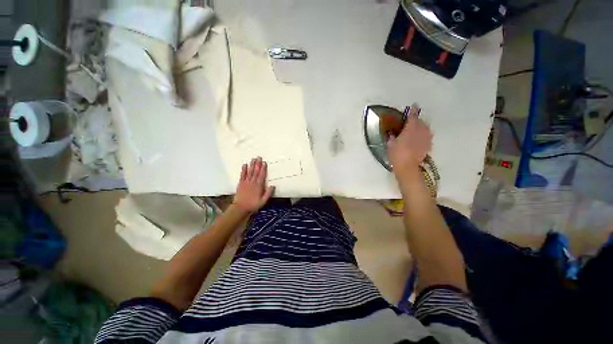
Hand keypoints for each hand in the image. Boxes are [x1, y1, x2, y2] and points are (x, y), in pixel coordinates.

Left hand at [233, 157, 274, 213]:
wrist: (240, 208)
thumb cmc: (253, 205)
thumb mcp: (263, 201)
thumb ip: (268, 193)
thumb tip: (273, 186)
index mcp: (259, 186)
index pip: (262, 175)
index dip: (263, 168)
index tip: (264, 162)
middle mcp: (252, 182)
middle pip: (256, 172)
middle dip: (257, 164)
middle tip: (259, 157)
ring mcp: (246, 182)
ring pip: (250, 172)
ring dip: (252, 165)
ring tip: (253, 159)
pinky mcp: (241, 183)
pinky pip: (242, 175)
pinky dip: (244, 170)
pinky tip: (245, 165)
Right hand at [387, 115, 432, 175]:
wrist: (408, 167)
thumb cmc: (397, 154)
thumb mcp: (390, 145)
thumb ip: (392, 137)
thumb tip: (392, 134)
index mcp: (410, 128)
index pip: (412, 116)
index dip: (413, 110)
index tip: (414, 105)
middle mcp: (421, 131)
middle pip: (421, 122)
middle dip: (416, 121)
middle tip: (410, 123)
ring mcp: (426, 138)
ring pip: (425, 129)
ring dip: (421, 128)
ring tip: (415, 131)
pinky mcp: (428, 145)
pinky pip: (427, 136)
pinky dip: (423, 136)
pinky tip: (418, 140)